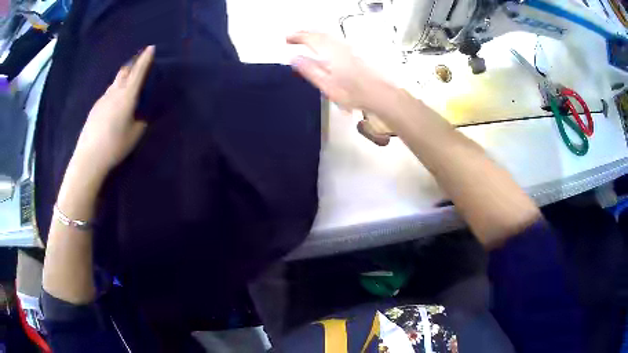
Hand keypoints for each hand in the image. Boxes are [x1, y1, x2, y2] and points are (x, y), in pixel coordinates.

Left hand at [71, 45, 154, 177]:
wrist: (89, 157)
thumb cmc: (115, 145)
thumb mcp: (135, 135)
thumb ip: (140, 122)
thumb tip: (140, 116)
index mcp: (127, 97)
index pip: (138, 72)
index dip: (145, 59)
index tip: (151, 47)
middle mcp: (114, 93)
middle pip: (124, 72)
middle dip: (133, 64)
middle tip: (139, 60)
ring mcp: (102, 99)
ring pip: (115, 82)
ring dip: (123, 77)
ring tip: (128, 80)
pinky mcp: (95, 108)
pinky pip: (108, 93)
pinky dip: (114, 91)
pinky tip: (114, 102)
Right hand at [287, 31, 391, 110]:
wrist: (381, 94)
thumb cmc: (355, 92)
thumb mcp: (326, 84)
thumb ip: (309, 69)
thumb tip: (294, 58)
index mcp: (329, 51)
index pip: (308, 38)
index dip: (296, 37)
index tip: (287, 38)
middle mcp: (339, 45)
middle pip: (318, 33)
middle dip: (304, 33)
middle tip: (294, 36)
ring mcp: (349, 46)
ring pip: (328, 34)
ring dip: (314, 33)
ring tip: (306, 38)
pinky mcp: (356, 50)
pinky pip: (336, 38)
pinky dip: (325, 37)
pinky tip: (325, 43)